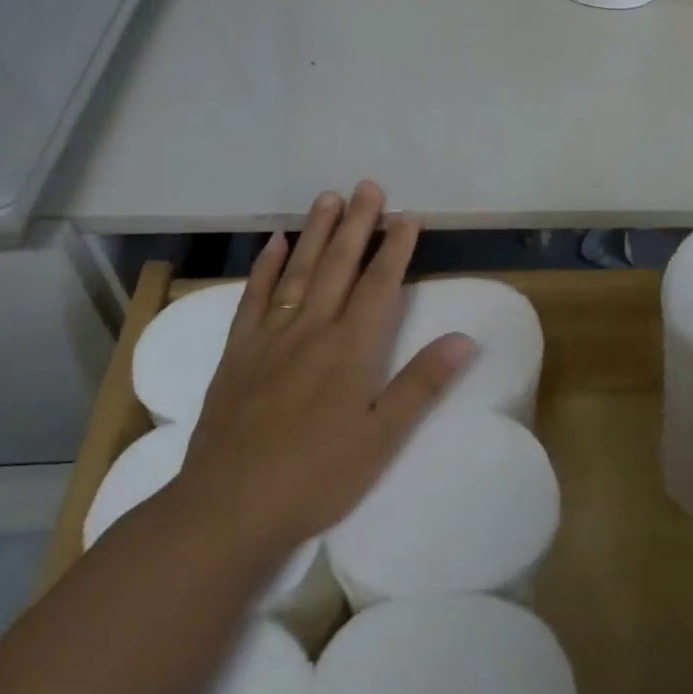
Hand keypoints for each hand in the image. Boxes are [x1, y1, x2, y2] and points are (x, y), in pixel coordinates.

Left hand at [175, 182, 472, 561]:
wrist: (228, 507)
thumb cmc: (316, 477)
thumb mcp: (381, 439)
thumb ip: (421, 384)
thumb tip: (464, 339)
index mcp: (350, 350)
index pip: (379, 285)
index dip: (395, 249)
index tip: (408, 216)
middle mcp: (311, 330)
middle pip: (338, 266)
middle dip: (358, 224)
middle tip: (369, 186)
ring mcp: (269, 337)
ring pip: (297, 271)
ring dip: (316, 232)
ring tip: (329, 197)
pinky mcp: (237, 352)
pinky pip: (254, 297)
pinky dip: (265, 266)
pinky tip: (274, 243)